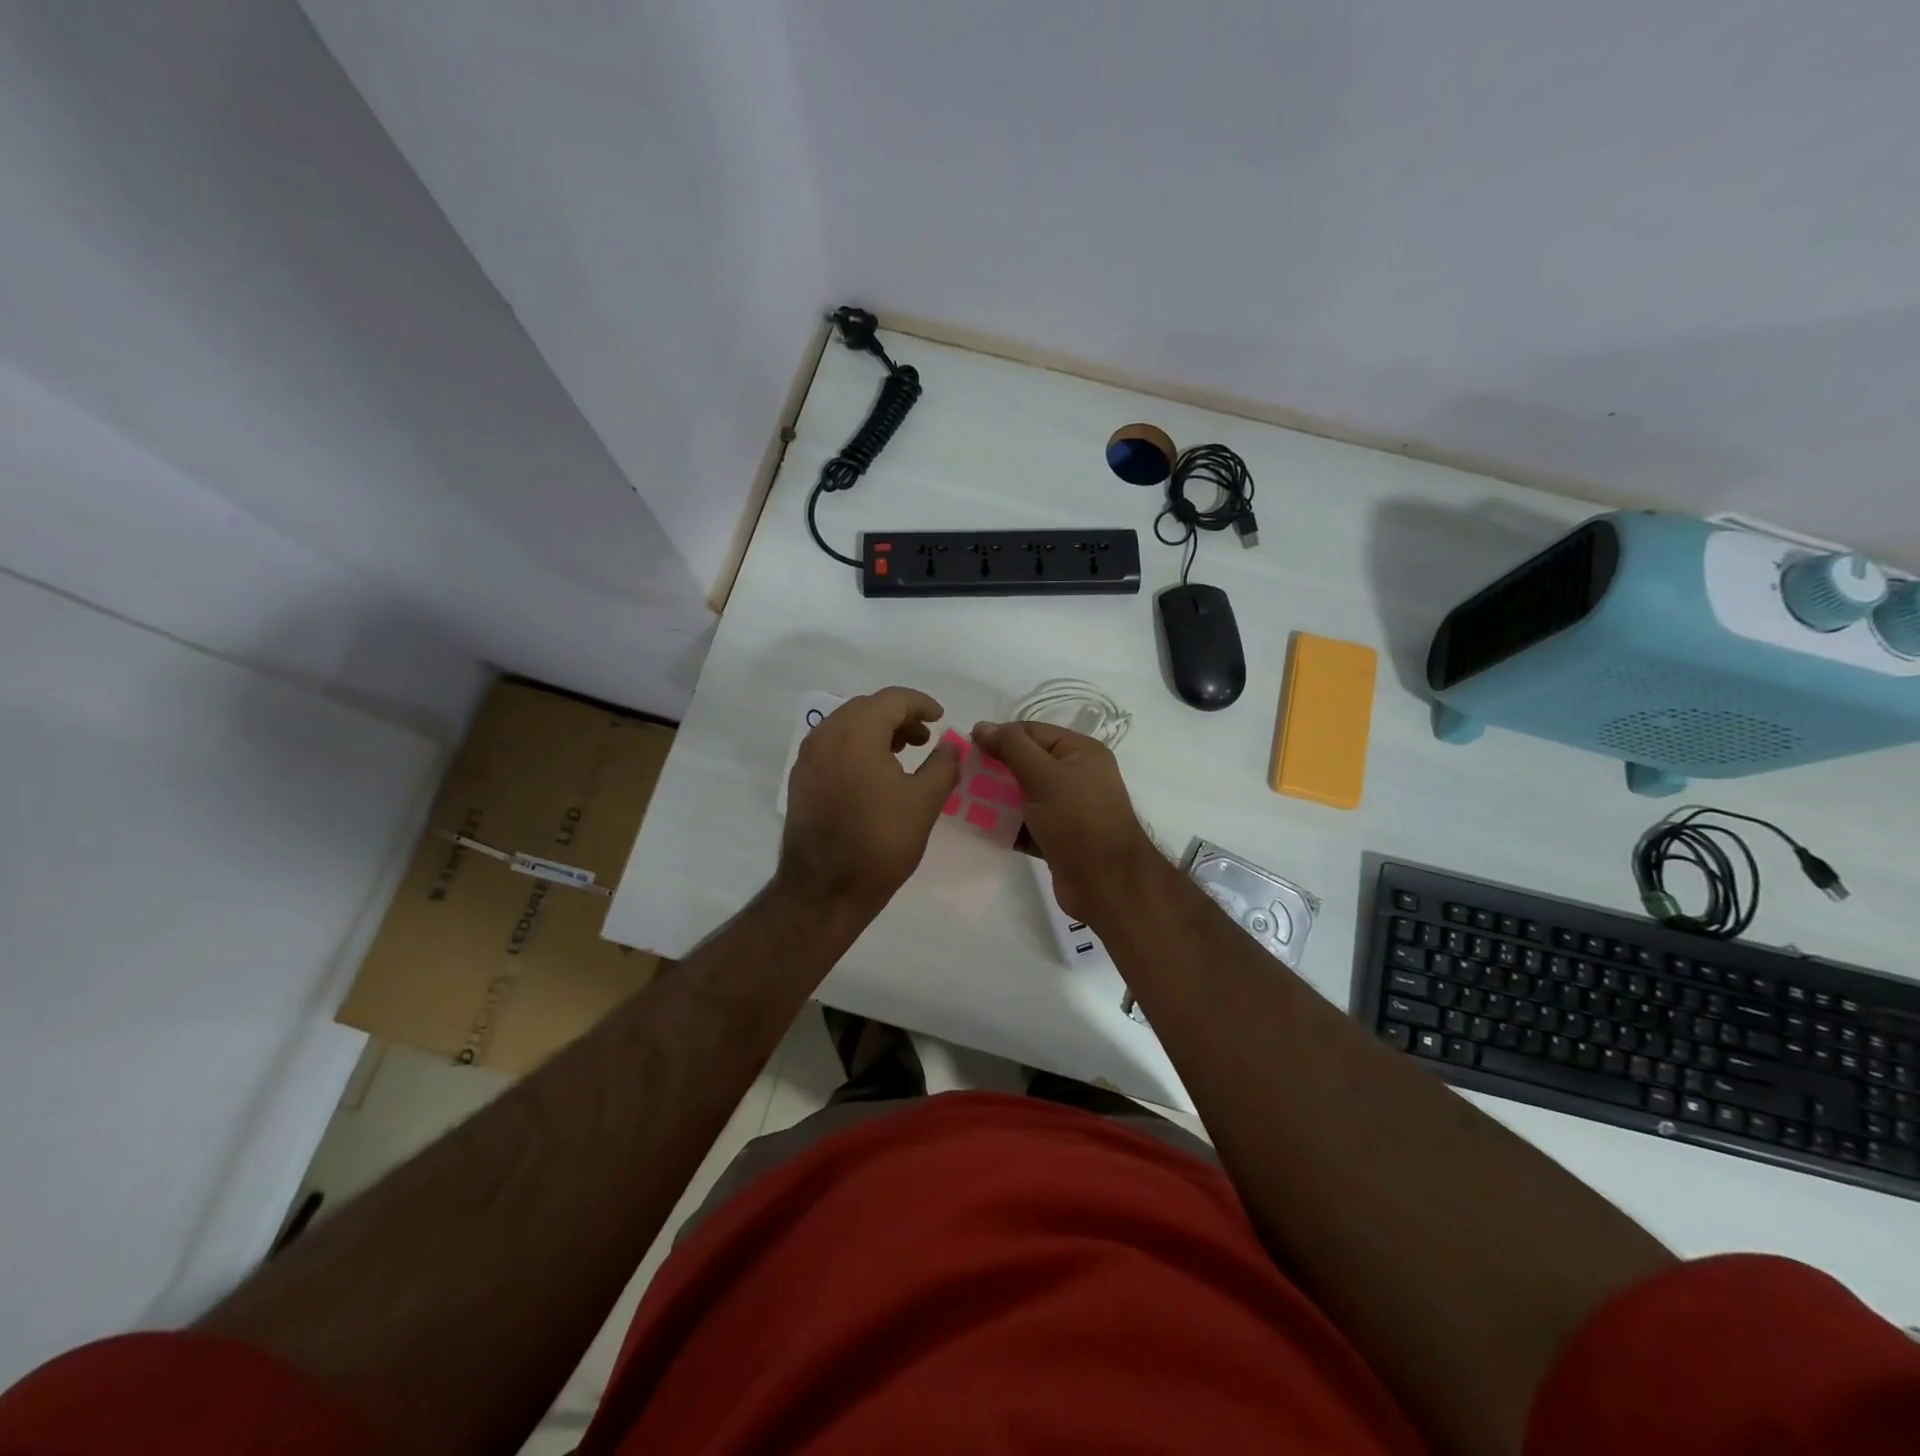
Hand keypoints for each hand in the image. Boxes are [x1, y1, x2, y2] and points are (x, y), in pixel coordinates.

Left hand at [778, 687, 960, 912]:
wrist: (824, 890)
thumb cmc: (880, 842)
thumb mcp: (924, 802)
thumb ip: (943, 764)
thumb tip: (951, 744)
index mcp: (855, 733)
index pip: (891, 699)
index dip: (921, 704)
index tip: (941, 719)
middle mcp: (825, 736)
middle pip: (866, 708)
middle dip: (898, 716)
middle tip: (925, 737)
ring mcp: (808, 758)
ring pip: (846, 726)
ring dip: (877, 730)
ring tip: (904, 752)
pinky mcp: (801, 780)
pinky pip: (832, 746)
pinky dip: (857, 747)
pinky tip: (875, 772)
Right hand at [971, 720, 1160, 921]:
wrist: (1107, 884)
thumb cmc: (1078, 820)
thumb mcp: (1044, 776)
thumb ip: (1012, 747)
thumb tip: (981, 726)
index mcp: (1079, 752)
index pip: (1031, 732)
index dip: (999, 737)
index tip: (966, 749)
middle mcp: (1075, 775)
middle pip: (1025, 763)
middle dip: (993, 769)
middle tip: (960, 776)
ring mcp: (1067, 808)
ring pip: (1022, 795)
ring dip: (994, 798)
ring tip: (961, 801)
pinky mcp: (1056, 837)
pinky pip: (1024, 823)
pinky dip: (1004, 825)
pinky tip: (976, 827)